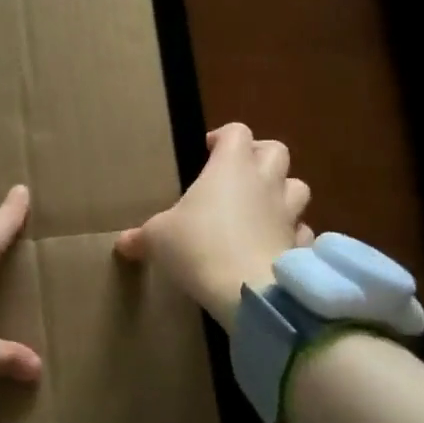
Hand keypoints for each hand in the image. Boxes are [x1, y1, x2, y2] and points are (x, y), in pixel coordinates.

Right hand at [113, 122, 312, 327]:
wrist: (249, 290)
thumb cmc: (198, 247)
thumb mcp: (159, 238)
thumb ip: (142, 237)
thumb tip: (122, 243)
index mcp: (230, 166)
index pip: (237, 132)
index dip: (223, 137)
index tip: (207, 151)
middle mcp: (264, 182)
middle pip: (276, 150)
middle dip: (260, 156)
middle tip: (238, 174)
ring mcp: (288, 213)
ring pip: (298, 187)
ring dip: (282, 192)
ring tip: (260, 207)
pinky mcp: (301, 245)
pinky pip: (302, 232)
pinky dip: (292, 235)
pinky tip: (274, 247)